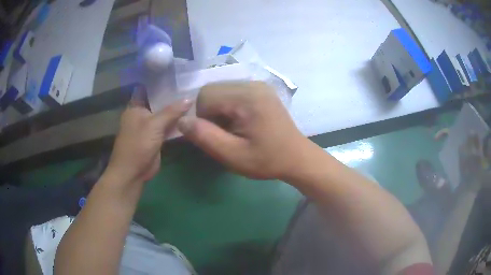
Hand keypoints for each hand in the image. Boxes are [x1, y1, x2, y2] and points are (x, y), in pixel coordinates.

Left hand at [106, 87, 191, 184]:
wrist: (134, 171)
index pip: (149, 90)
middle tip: (191, 86)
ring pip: (164, 115)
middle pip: (159, 102)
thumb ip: (172, 111)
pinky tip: (190, 116)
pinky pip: (167, 127)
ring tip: (195, 98)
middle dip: (172, 97)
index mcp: (135, 107)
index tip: (178, 77)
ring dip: (176, 111)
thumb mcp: (154, 125)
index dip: (162, 84)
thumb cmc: (138, 144)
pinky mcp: (156, 138)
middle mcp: (142, 115)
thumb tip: (190, 98)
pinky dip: (176, 123)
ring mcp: (149, 127)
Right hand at [177, 81, 305, 179]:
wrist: (296, 157)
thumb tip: (181, 121)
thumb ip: (204, 137)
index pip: (205, 95)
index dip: (202, 117)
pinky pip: (232, 92)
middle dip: (210, 113)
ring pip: (220, 90)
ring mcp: (258, 85)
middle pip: (212, 90)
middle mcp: (252, 84)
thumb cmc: (267, 160)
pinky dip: (228, 106)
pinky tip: (241, 121)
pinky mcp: (260, 89)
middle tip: (224, 133)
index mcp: (247, 97)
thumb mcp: (233, 155)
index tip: (216, 136)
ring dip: (218, 109)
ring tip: (233, 128)